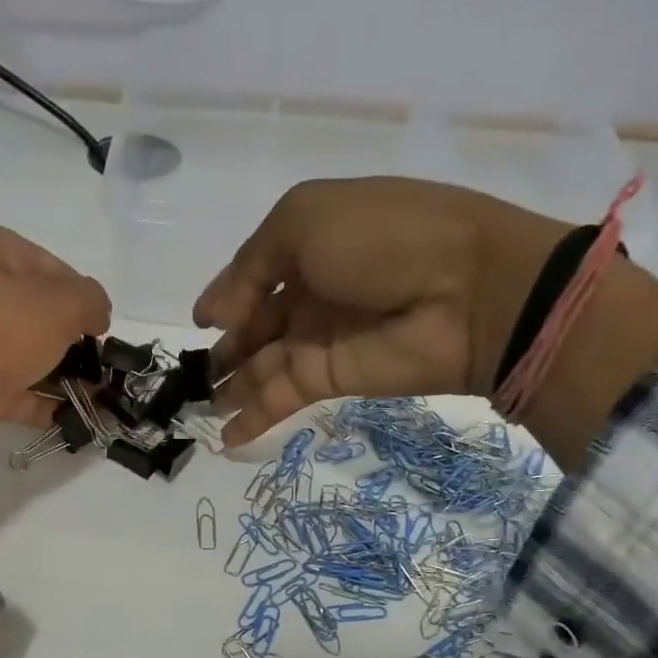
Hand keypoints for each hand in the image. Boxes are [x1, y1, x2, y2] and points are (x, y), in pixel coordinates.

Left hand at [0, 226, 110, 506]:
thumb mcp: (58, 304)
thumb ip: (90, 301)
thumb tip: (97, 312)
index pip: (51, 266)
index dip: (82, 296)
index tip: (103, 328)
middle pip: (37, 314)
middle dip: (73, 342)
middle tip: (103, 368)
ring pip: (26, 357)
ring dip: (63, 378)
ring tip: (98, 400)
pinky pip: (14, 394)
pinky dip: (43, 406)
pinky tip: (73, 421)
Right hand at [194, 178, 572, 447]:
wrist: (463, 290)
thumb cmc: (381, 239)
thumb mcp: (304, 220)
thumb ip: (250, 266)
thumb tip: (214, 316)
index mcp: (308, 244)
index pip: (254, 275)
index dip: (225, 298)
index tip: (200, 323)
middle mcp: (311, 293)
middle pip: (255, 327)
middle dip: (224, 350)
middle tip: (193, 378)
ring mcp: (320, 339)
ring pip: (261, 367)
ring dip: (231, 388)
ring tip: (200, 409)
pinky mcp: (330, 380)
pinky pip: (281, 398)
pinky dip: (252, 418)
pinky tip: (224, 436)